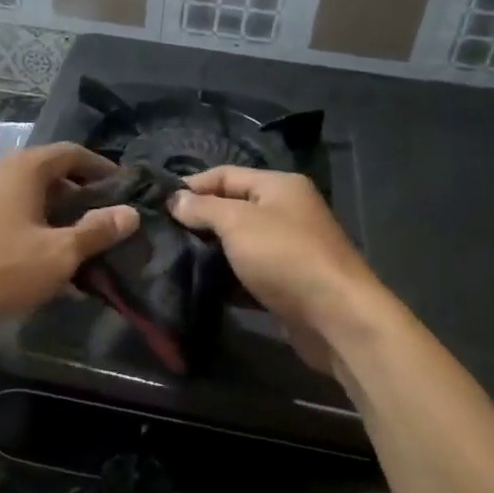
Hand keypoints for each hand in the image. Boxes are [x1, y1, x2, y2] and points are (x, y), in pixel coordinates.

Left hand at [0, 143, 138, 326]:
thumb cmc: (0, 268)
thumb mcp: (58, 255)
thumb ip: (96, 231)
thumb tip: (129, 213)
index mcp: (22, 168)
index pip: (70, 152)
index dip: (99, 167)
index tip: (120, 186)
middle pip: (45, 170)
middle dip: (75, 192)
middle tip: (97, 218)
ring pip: (21, 191)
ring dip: (48, 209)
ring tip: (67, 238)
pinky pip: (0, 207)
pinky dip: (23, 219)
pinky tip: (30, 252)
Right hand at [170, 167, 384, 372]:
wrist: (336, 318)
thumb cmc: (285, 258)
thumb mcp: (237, 223)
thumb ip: (204, 208)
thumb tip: (175, 199)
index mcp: (278, 186)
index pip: (225, 174)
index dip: (191, 186)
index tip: (158, 206)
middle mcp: (286, 211)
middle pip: (232, 207)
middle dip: (199, 220)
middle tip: (162, 234)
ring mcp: (289, 248)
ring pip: (239, 242)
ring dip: (211, 251)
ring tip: (174, 259)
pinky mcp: (287, 282)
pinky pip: (249, 272)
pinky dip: (227, 277)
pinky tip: (201, 285)